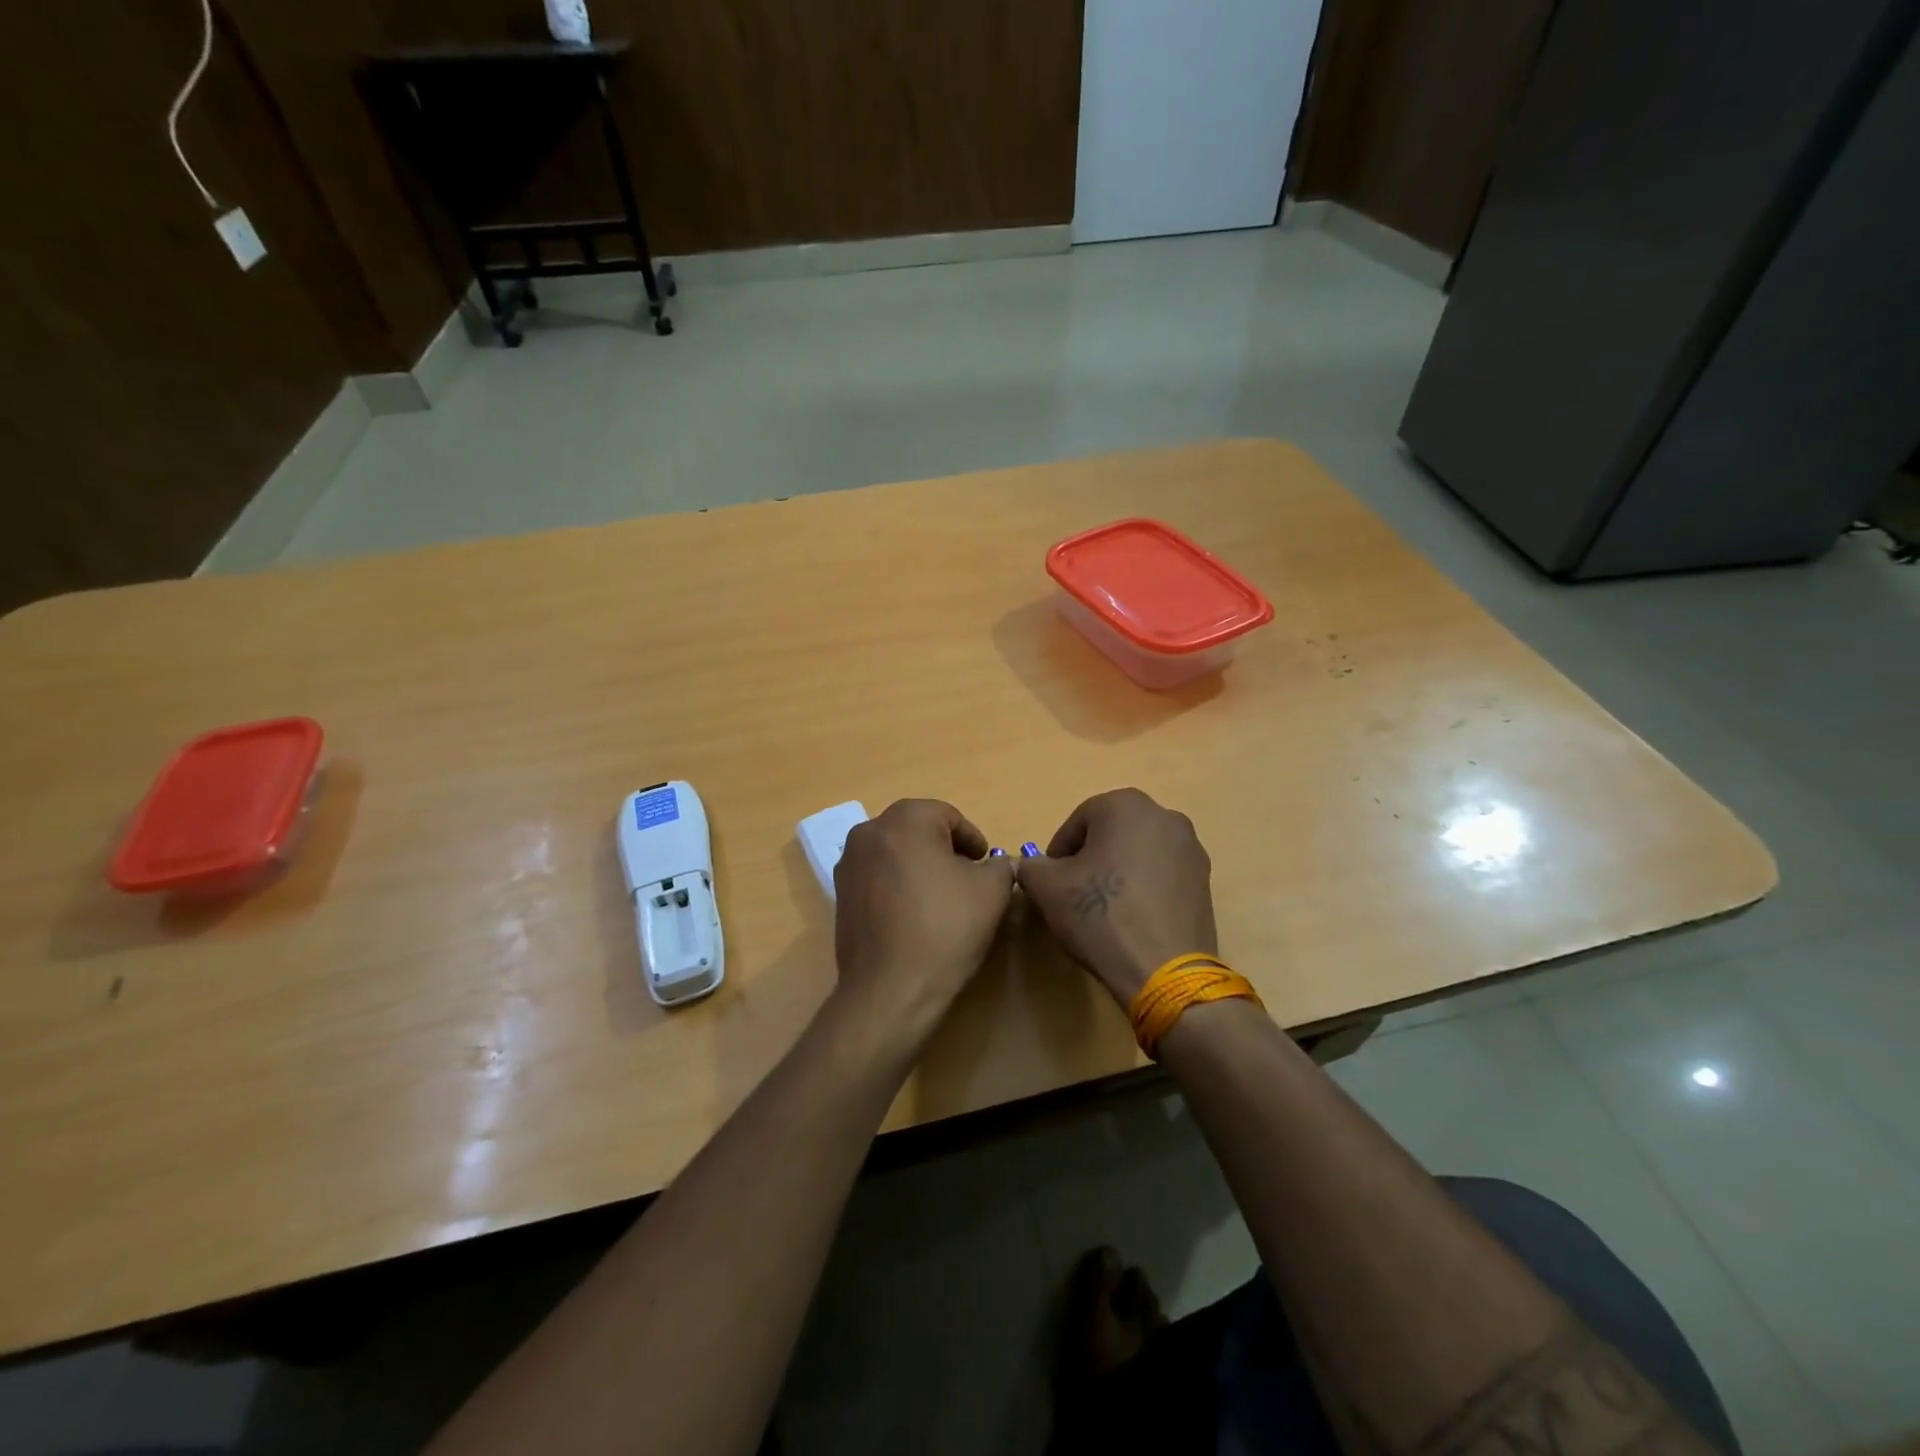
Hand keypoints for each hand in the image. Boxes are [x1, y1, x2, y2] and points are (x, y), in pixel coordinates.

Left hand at [831, 800, 1015, 1041]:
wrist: (891, 988)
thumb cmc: (945, 928)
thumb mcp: (992, 891)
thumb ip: (999, 866)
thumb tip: (994, 864)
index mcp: (905, 819)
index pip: (948, 816)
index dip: (973, 840)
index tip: (985, 865)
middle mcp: (869, 831)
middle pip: (918, 830)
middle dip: (945, 850)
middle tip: (967, 879)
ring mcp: (848, 863)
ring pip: (895, 853)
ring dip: (919, 866)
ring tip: (941, 899)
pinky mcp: (839, 894)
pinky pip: (877, 877)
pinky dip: (897, 885)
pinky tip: (913, 915)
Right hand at [1016, 788, 1216, 1006]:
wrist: (1163, 970)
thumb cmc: (1100, 915)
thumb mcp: (1047, 888)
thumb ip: (1032, 866)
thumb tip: (1035, 867)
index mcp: (1125, 804)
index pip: (1077, 823)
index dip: (1058, 854)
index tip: (1052, 884)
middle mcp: (1164, 816)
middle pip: (1111, 834)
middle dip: (1090, 859)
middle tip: (1076, 895)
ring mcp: (1191, 849)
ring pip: (1138, 854)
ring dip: (1118, 873)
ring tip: (1106, 910)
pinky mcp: (1205, 881)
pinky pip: (1162, 876)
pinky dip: (1144, 889)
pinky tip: (1133, 920)